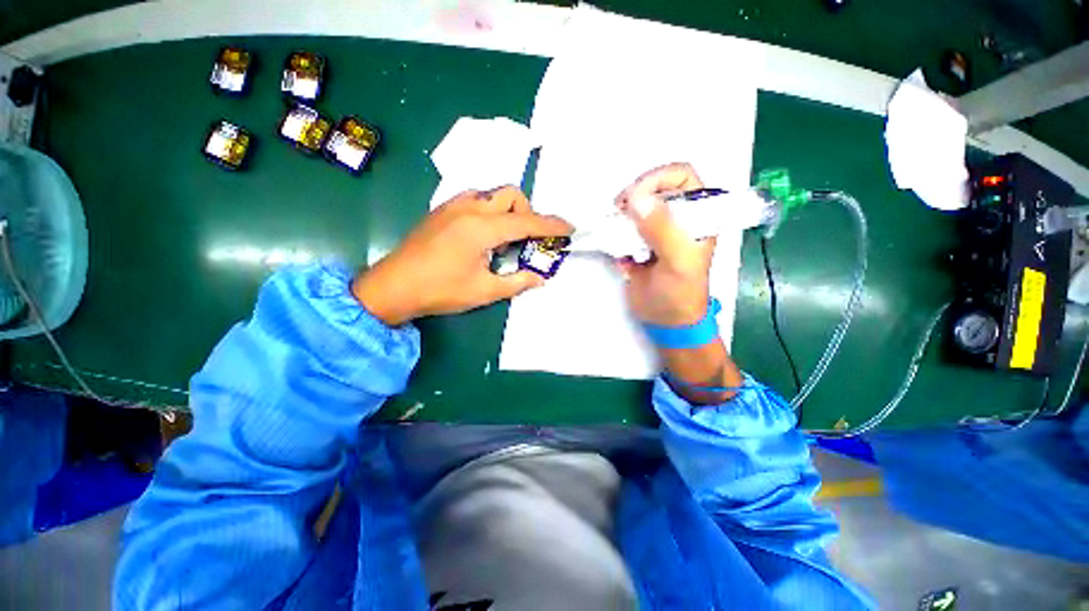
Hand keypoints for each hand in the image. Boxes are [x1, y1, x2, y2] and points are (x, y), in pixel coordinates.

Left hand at [353, 186, 571, 325]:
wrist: (392, 287)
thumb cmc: (439, 290)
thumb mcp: (484, 291)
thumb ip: (517, 282)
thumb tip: (540, 278)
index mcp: (481, 228)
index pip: (526, 222)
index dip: (550, 225)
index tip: (569, 228)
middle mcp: (468, 208)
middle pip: (510, 194)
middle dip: (526, 213)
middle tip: (524, 240)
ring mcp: (452, 206)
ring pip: (492, 194)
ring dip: (507, 211)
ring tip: (504, 239)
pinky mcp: (442, 210)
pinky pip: (475, 200)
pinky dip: (490, 212)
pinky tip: (483, 236)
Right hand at [615, 163, 713, 327]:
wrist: (665, 320)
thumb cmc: (680, 292)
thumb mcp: (677, 261)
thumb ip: (662, 230)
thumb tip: (637, 199)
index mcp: (697, 215)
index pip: (681, 176)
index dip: (658, 179)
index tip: (636, 197)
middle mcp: (676, 217)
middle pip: (652, 187)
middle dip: (633, 197)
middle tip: (619, 214)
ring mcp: (654, 229)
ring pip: (634, 207)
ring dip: (621, 216)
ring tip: (615, 232)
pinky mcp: (636, 242)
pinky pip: (622, 227)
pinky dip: (614, 232)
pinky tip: (616, 248)